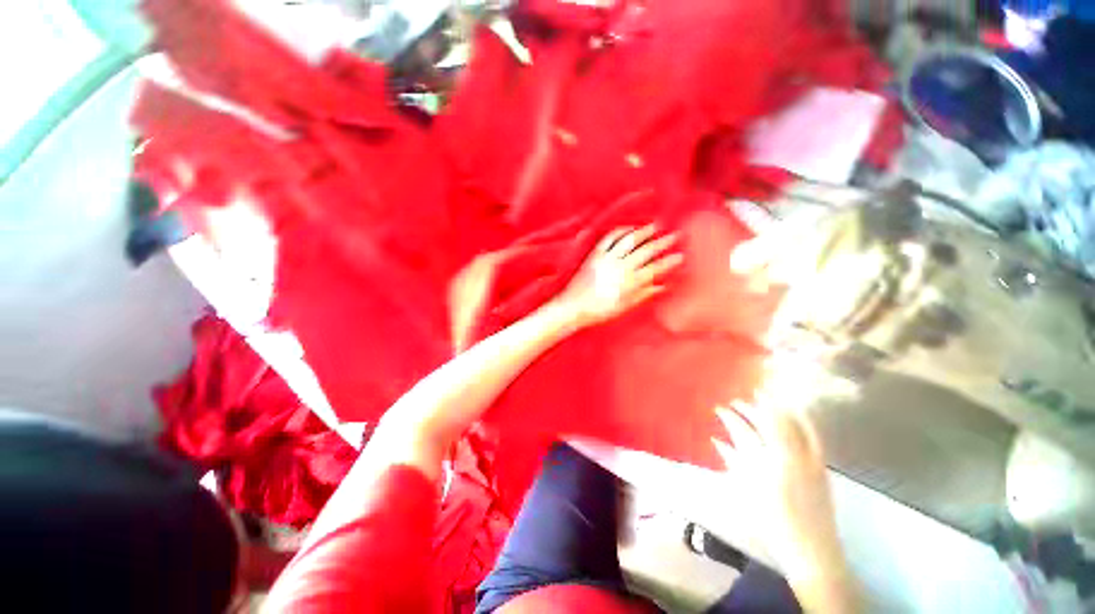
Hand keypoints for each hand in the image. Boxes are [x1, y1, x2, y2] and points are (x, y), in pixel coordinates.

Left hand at [555, 224, 683, 326]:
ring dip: (643, 232)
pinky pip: (609, 238)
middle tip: (675, 235)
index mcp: (629, 282)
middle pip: (645, 251)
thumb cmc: (599, 311)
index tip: (680, 255)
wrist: (573, 307)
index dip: (668, 262)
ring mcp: (606, 259)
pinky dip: (620, 231)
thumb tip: (661, 286)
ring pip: (628, 241)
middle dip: (662, 242)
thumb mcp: (623, 307)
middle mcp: (620, 267)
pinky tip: (629, 229)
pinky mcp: (595, 254)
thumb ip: (642, 295)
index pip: (654, 269)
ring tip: (655, 226)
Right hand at [712, 394, 854, 607]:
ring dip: (775, 407)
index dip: (730, 417)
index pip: (743, 431)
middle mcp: (787, 457)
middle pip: (767, 423)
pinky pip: (812, 434)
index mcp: (764, 465)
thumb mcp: (746, 491)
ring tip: (763, 395)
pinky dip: (802, 419)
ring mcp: (807, 459)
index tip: (719, 408)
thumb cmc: (772, 522)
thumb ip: (733, 462)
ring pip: (790, 423)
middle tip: (737, 400)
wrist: (811, 549)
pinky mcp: (821, 464)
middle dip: (749, 408)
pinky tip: (796, 409)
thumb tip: (717, 440)